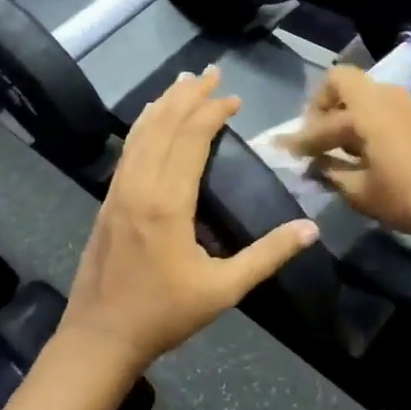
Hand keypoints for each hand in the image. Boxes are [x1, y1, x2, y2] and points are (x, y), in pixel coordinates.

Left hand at [62, 68, 317, 370]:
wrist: (98, 338)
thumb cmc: (163, 315)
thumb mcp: (223, 290)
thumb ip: (267, 256)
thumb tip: (311, 229)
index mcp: (167, 203)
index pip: (190, 139)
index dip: (212, 112)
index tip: (234, 99)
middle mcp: (139, 186)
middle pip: (163, 125)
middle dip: (188, 96)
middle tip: (211, 72)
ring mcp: (118, 192)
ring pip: (141, 133)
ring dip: (163, 104)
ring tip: (182, 82)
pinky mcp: (108, 201)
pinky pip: (128, 150)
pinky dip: (143, 126)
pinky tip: (149, 120)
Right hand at [278, 67, 410, 250]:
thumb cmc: (408, 198)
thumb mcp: (360, 192)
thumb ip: (330, 173)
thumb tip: (313, 166)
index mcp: (365, 112)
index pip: (321, 123)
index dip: (299, 139)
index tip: (282, 150)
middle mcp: (382, 97)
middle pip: (340, 81)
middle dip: (320, 104)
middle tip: (313, 135)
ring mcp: (402, 103)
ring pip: (360, 91)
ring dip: (341, 110)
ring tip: (332, 145)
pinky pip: (376, 104)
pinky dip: (360, 118)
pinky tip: (357, 149)